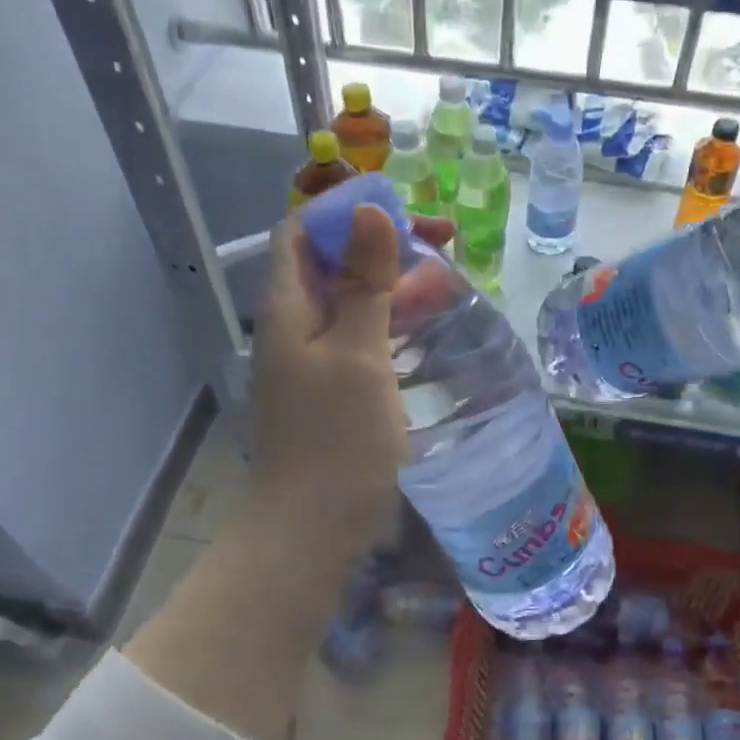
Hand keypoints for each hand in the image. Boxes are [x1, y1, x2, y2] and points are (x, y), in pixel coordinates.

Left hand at [247, 207, 454, 560]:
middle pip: (335, 261)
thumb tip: (369, 210)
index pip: (304, 230)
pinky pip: (364, 335)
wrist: (311, 530)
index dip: (347, 210)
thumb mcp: (358, 352)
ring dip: (396, 282)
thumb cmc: (336, 438)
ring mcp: (316, 357)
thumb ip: (364, 282)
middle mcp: (297, 324)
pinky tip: (430, 324)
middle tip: (446, 241)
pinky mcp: (336, 386)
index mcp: (289, 306)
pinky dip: (395, 321)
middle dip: (385, 243)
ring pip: (355, 299)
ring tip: (450, 279)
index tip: (404, 211)